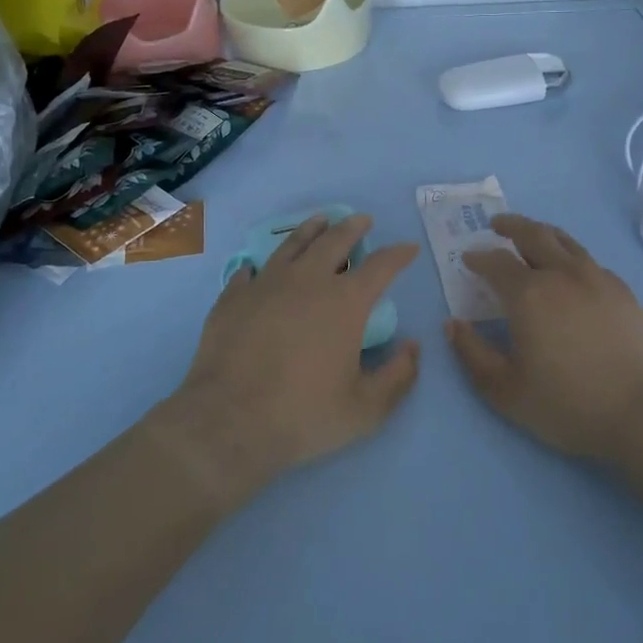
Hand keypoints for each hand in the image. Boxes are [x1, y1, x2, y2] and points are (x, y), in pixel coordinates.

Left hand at [160, 215, 420, 499]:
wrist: (228, 422)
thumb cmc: (304, 414)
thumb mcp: (366, 408)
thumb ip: (398, 377)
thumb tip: (413, 347)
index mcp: (345, 301)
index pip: (381, 266)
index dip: (399, 255)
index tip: (409, 248)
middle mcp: (307, 281)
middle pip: (335, 241)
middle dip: (353, 228)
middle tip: (362, 220)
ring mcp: (265, 285)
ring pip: (292, 245)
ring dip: (310, 230)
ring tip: (320, 221)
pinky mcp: (232, 299)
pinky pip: (248, 274)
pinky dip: (258, 268)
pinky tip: (255, 269)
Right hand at [446, 215, 642, 460]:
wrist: (642, 412)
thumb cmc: (567, 404)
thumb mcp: (504, 390)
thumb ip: (472, 354)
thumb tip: (453, 324)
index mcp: (529, 294)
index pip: (496, 262)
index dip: (479, 257)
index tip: (468, 258)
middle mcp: (562, 274)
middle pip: (533, 234)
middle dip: (511, 225)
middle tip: (497, 224)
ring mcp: (597, 278)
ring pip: (565, 241)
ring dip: (542, 232)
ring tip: (532, 235)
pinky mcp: (623, 291)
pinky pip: (590, 261)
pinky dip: (571, 256)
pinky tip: (571, 271)